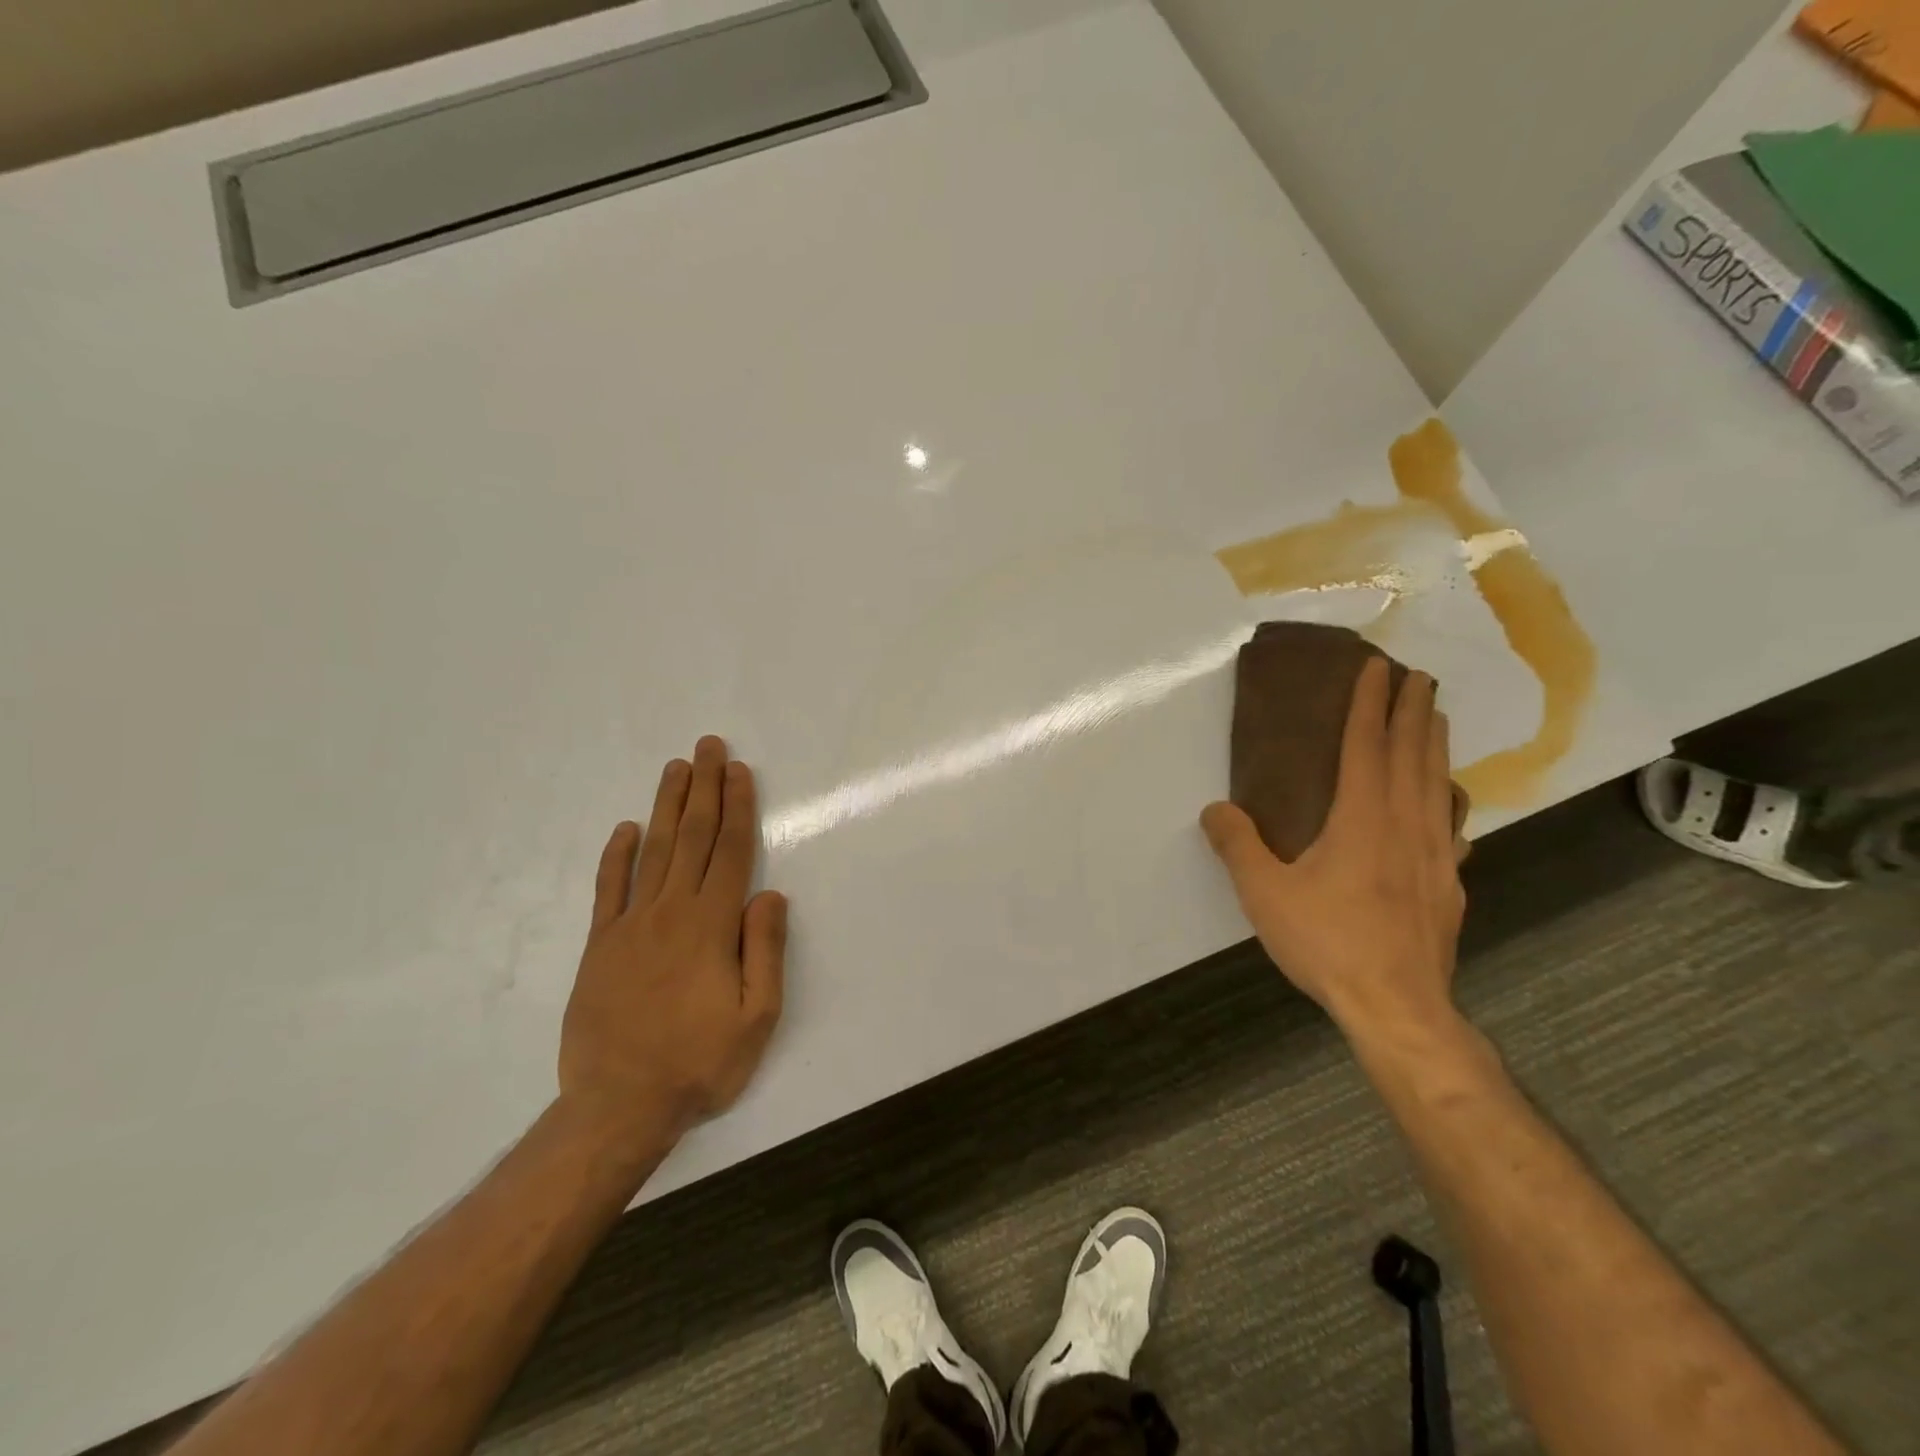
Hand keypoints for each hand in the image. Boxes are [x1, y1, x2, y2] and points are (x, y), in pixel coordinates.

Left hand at [559, 736, 787, 1147]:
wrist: (618, 1107)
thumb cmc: (699, 1063)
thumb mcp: (757, 1018)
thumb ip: (764, 951)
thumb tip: (771, 894)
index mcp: (711, 926)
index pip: (731, 851)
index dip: (738, 807)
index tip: (739, 769)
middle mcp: (670, 913)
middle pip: (693, 838)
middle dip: (704, 788)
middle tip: (708, 746)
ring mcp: (629, 926)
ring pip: (654, 851)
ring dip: (667, 806)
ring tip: (676, 768)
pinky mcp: (599, 946)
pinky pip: (608, 889)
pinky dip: (616, 856)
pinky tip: (625, 829)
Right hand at [1200, 660, 1464, 1038]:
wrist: (1397, 1007)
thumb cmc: (1327, 942)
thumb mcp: (1264, 894)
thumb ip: (1238, 846)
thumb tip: (1215, 809)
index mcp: (1361, 819)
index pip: (1366, 747)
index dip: (1370, 704)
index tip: (1378, 667)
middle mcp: (1405, 826)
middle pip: (1413, 756)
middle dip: (1414, 712)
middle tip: (1420, 677)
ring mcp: (1435, 856)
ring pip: (1438, 786)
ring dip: (1436, 747)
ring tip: (1437, 719)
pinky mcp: (1448, 887)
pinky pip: (1452, 827)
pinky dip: (1450, 801)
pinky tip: (1450, 804)